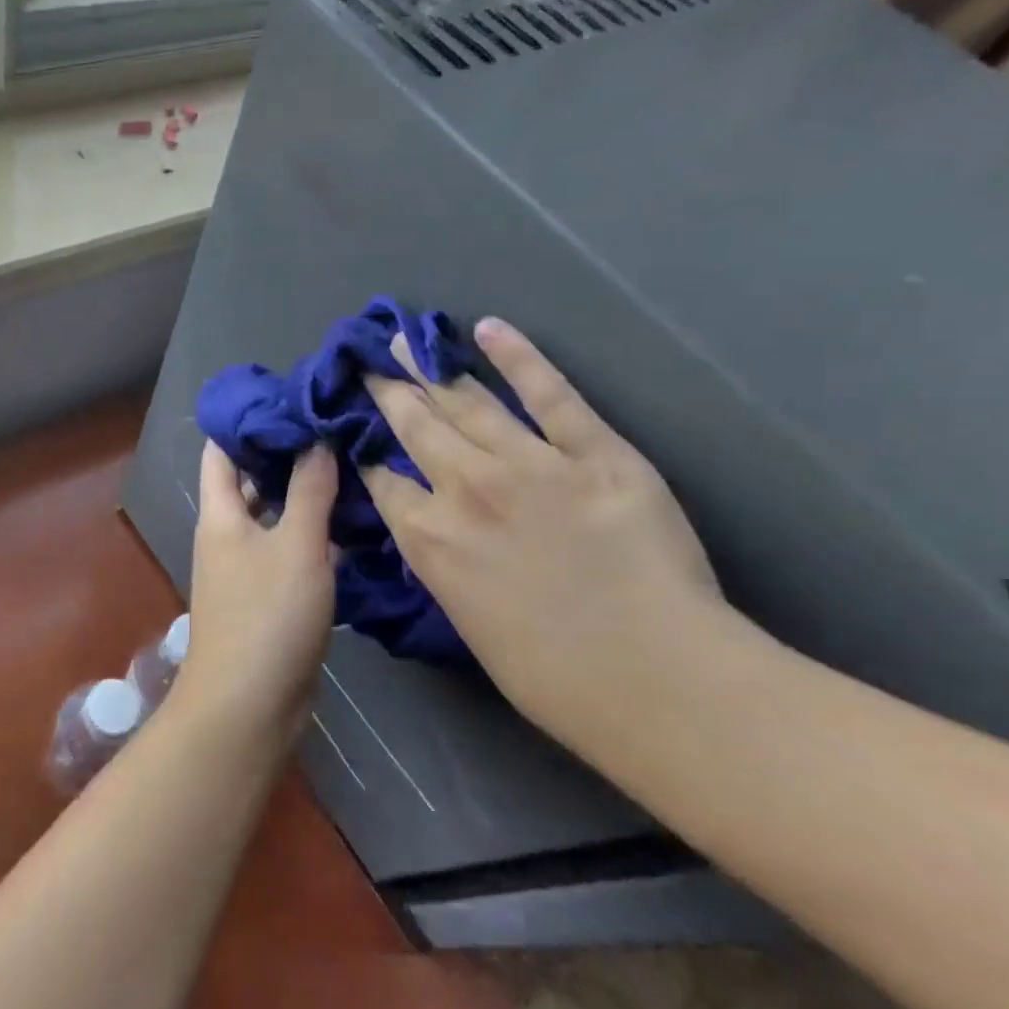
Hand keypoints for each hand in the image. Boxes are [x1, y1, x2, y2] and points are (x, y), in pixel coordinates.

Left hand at [179, 440, 337, 731]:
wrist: (250, 706)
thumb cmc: (267, 616)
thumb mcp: (295, 545)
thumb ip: (308, 490)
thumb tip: (315, 439)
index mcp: (220, 514)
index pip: (223, 449)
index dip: (250, 419)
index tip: (293, 398)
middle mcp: (228, 535)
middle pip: (252, 481)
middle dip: (287, 454)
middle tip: (335, 428)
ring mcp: (248, 568)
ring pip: (277, 517)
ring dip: (307, 495)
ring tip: (353, 465)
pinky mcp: (271, 598)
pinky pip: (292, 552)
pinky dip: (316, 536)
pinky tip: (355, 525)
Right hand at [361, 319, 722, 734]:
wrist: (653, 678)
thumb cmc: (551, 676)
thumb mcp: (467, 621)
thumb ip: (443, 565)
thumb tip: (434, 532)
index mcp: (429, 540)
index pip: (382, 480)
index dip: (366, 451)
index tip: (355, 429)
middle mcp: (465, 490)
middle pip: (415, 427)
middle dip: (388, 393)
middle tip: (369, 364)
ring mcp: (529, 465)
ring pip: (468, 404)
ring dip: (430, 369)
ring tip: (405, 342)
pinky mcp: (594, 452)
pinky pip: (550, 395)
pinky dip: (518, 358)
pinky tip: (488, 329)